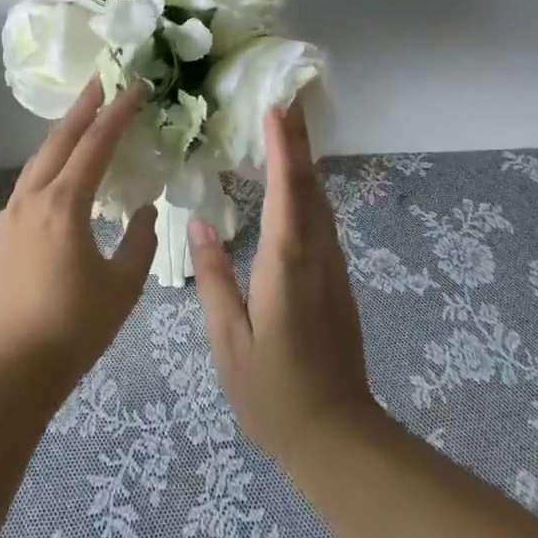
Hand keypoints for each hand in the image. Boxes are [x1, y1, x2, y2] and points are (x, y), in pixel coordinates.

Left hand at [0, 80, 157, 395]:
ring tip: (84, 118)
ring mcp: (10, 213)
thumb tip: (144, 209)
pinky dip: (49, 163)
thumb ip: (140, 240)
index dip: (118, 112)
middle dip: (83, 107)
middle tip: (103, 81)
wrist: (12, 368)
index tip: (135, 87)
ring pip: (39, 159)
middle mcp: (32, 198)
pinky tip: (60, 172)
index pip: (96, 144)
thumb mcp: (123, 285)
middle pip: (60, 139)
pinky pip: (29, 182)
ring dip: (63, 134)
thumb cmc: (75, 327)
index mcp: (65, 205)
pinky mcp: (1, 232)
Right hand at [190, 104, 380, 463]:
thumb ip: (216, 278)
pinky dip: (308, 190)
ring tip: (288, 129)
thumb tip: (199, 224)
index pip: (288, 191)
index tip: (276, 108)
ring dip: (306, 162)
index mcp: (288, 264)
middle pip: (311, 186)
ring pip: (321, 202)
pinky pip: (322, 221)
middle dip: (300, 141)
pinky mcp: (337, 282)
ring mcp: (333, 268)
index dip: (283, 147)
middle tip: (286, 100)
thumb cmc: (273, 391)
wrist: (337, 437)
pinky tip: (296, 185)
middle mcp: (317, 256)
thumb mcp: (230, 339)